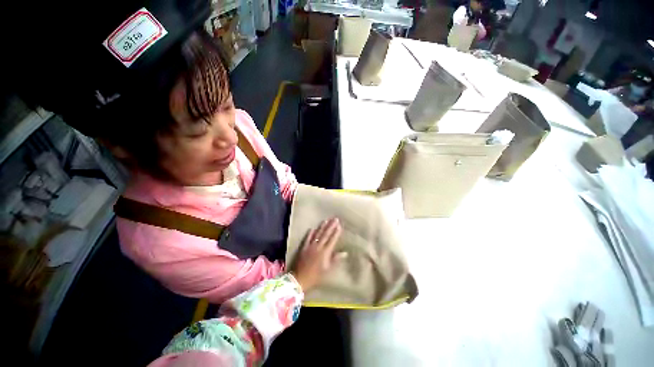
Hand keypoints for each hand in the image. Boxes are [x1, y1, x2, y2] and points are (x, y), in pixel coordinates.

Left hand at [291, 218, 344, 291]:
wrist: (300, 279)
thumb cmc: (316, 276)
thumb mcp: (328, 269)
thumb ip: (335, 259)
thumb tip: (345, 253)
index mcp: (325, 252)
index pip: (332, 240)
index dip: (336, 232)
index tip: (339, 225)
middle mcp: (318, 247)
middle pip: (325, 234)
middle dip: (331, 226)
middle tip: (335, 219)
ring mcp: (310, 246)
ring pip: (317, 234)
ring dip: (321, 227)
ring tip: (325, 220)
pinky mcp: (303, 247)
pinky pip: (307, 238)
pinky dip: (310, 233)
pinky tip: (312, 228)